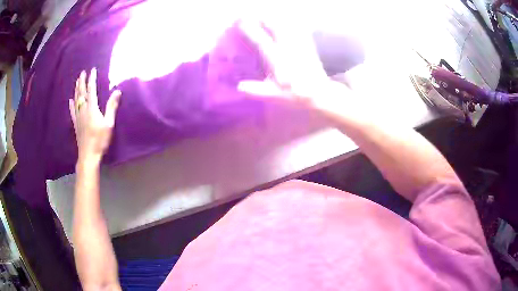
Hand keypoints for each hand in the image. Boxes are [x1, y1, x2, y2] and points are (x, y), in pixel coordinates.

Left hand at [69, 68, 121, 162]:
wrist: (89, 155)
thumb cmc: (100, 140)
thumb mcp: (109, 124)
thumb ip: (112, 107)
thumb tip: (118, 91)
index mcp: (92, 108)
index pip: (91, 90)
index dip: (92, 79)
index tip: (92, 70)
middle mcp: (83, 110)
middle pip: (82, 93)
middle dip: (82, 82)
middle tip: (82, 73)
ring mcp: (78, 117)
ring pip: (76, 100)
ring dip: (77, 90)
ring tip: (77, 81)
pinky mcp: (76, 124)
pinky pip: (72, 112)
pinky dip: (71, 105)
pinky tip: (70, 100)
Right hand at [236, 20, 349, 111]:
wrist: (321, 93)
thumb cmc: (297, 95)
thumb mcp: (275, 96)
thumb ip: (257, 91)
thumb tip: (239, 86)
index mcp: (278, 61)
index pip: (260, 41)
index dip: (248, 30)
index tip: (238, 23)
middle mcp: (288, 48)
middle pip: (273, 26)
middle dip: (260, 18)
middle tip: (249, 15)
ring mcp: (299, 44)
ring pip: (285, 25)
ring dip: (273, 18)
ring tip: (262, 15)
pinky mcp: (307, 44)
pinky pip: (298, 28)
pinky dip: (288, 21)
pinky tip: (284, 19)